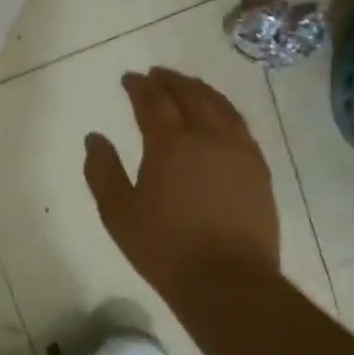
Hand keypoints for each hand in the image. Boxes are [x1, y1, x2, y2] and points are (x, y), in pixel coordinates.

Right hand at [83, 67, 279, 298]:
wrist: (227, 281)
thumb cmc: (164, 247)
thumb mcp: (117, 212)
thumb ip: (102, 170)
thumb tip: (94, 138)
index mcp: (170, 144)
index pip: (153, 101)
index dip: (139, 86)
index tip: (129, 78)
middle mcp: (208, 137)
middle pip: (191, 95)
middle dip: (171, 80)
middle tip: (157, 74)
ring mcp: (240, 151)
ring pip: (221, 106)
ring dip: (200, 90)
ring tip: (187, 85)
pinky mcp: (259, 170)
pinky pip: (240, 126)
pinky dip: (224, 110)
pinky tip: (218, 116)